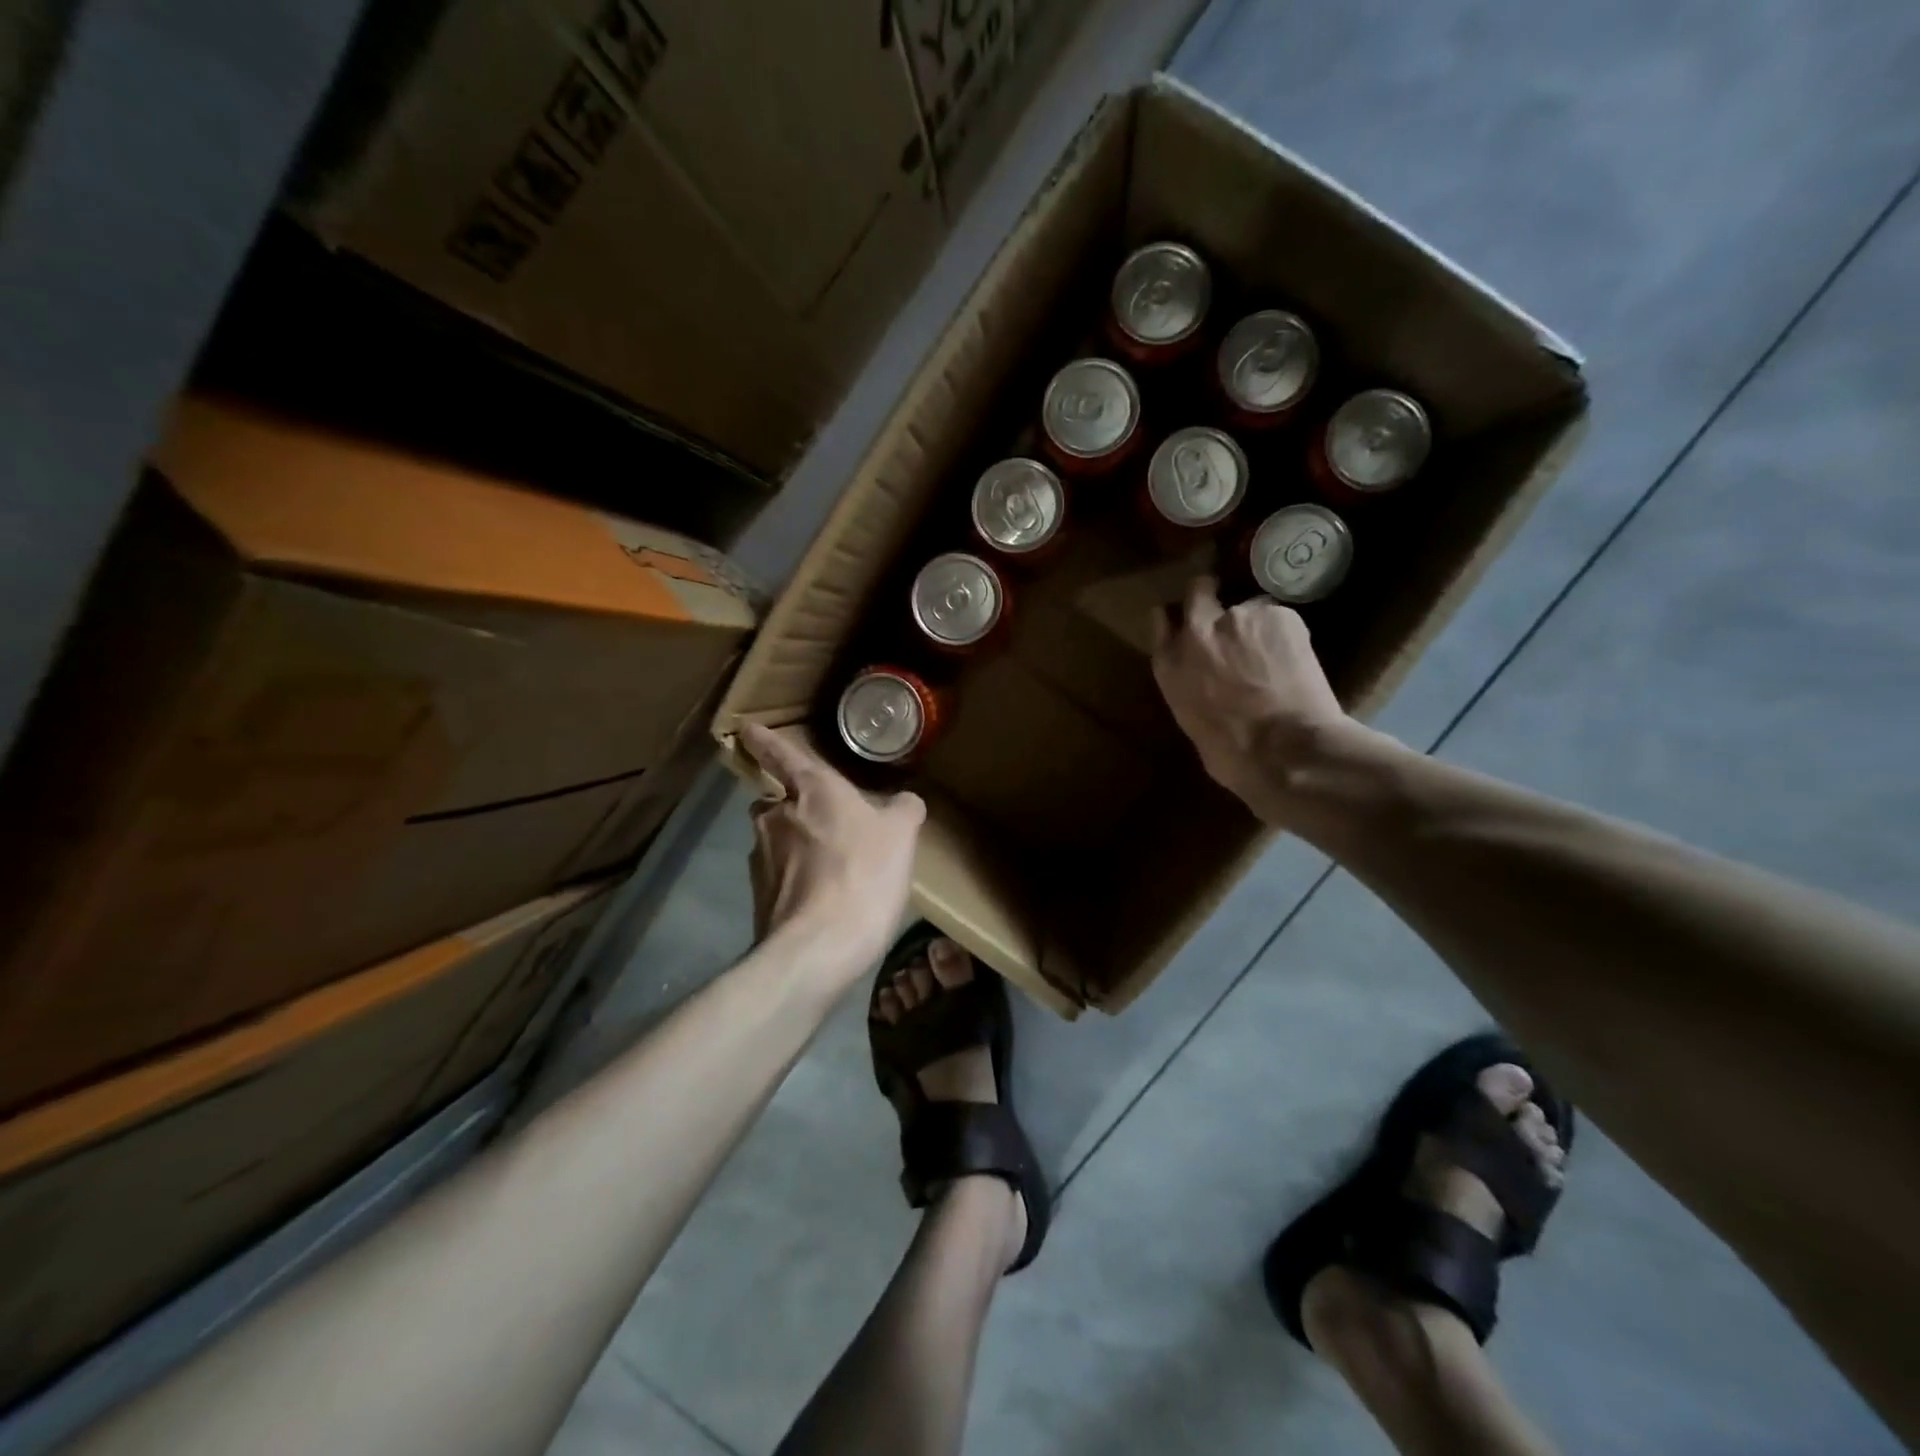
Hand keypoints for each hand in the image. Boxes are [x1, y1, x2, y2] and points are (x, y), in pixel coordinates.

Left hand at [738, 723, 925, 976]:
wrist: (818, 948)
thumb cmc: (863, 874)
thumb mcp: (901, 836)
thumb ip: (903, 810)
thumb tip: (904, 801)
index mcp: (812, 790)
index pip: (782, 755)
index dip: (765, 741)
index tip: (747, 730)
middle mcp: (778, 816)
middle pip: (775, 802)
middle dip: (790, 807)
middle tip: (824, 823)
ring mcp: (762, 858)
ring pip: (775, 841)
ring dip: (794, 847)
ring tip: (829, 869)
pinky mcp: (759, 896)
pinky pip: (778, 877)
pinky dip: (795, 881)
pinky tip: (821, 900)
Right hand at [1150, 576, 1358, 826]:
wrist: (1285, 751)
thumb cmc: (1233, 756)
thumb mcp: (1192, 720)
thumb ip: (1192, 686)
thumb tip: (1207, 681)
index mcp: (1169, 665)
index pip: (1160, 620)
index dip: (1177, 619)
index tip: (1187, 621)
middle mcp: (1197, 632)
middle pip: (1198, 590)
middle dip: (1211, 595)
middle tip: (1231, 617)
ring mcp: (1239, 618)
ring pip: (1249, 605)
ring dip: (1257, 623)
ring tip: (1275, 651)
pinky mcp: (1279, 615)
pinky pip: (1281, 616)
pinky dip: (1286, 633)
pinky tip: (1296, 658)